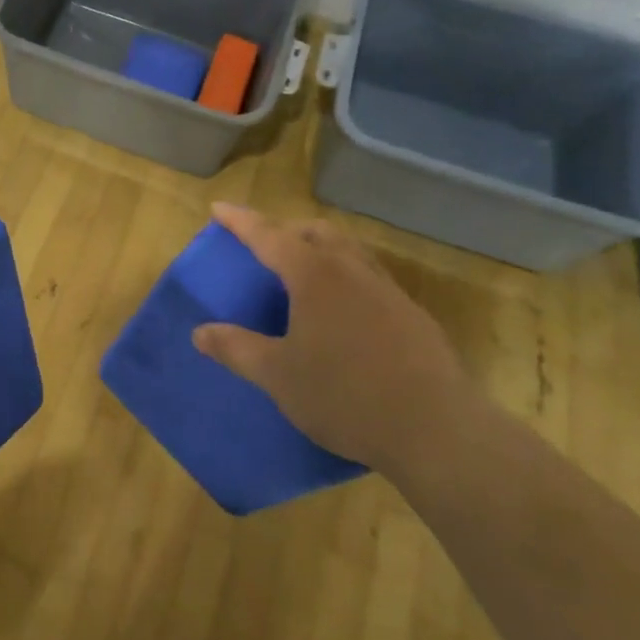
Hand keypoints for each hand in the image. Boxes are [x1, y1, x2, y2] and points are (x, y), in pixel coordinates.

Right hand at [192, 204, 474, 475]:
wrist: (438, 431)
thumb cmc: (346, 396)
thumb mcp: (279, 376)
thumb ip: (237, 349)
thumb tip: (200, 332)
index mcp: (315, 275)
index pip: (268, 235)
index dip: (240, 221)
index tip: (219, 208)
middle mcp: (351, 270)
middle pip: (315, 232)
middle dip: (285, 230)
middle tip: (264, 245)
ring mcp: (387, 290)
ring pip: (349, 249)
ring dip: (320, 247)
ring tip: (303, 270)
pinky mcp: (413, 315)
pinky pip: (370, 276)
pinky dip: (346, 274)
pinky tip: (343, 311)